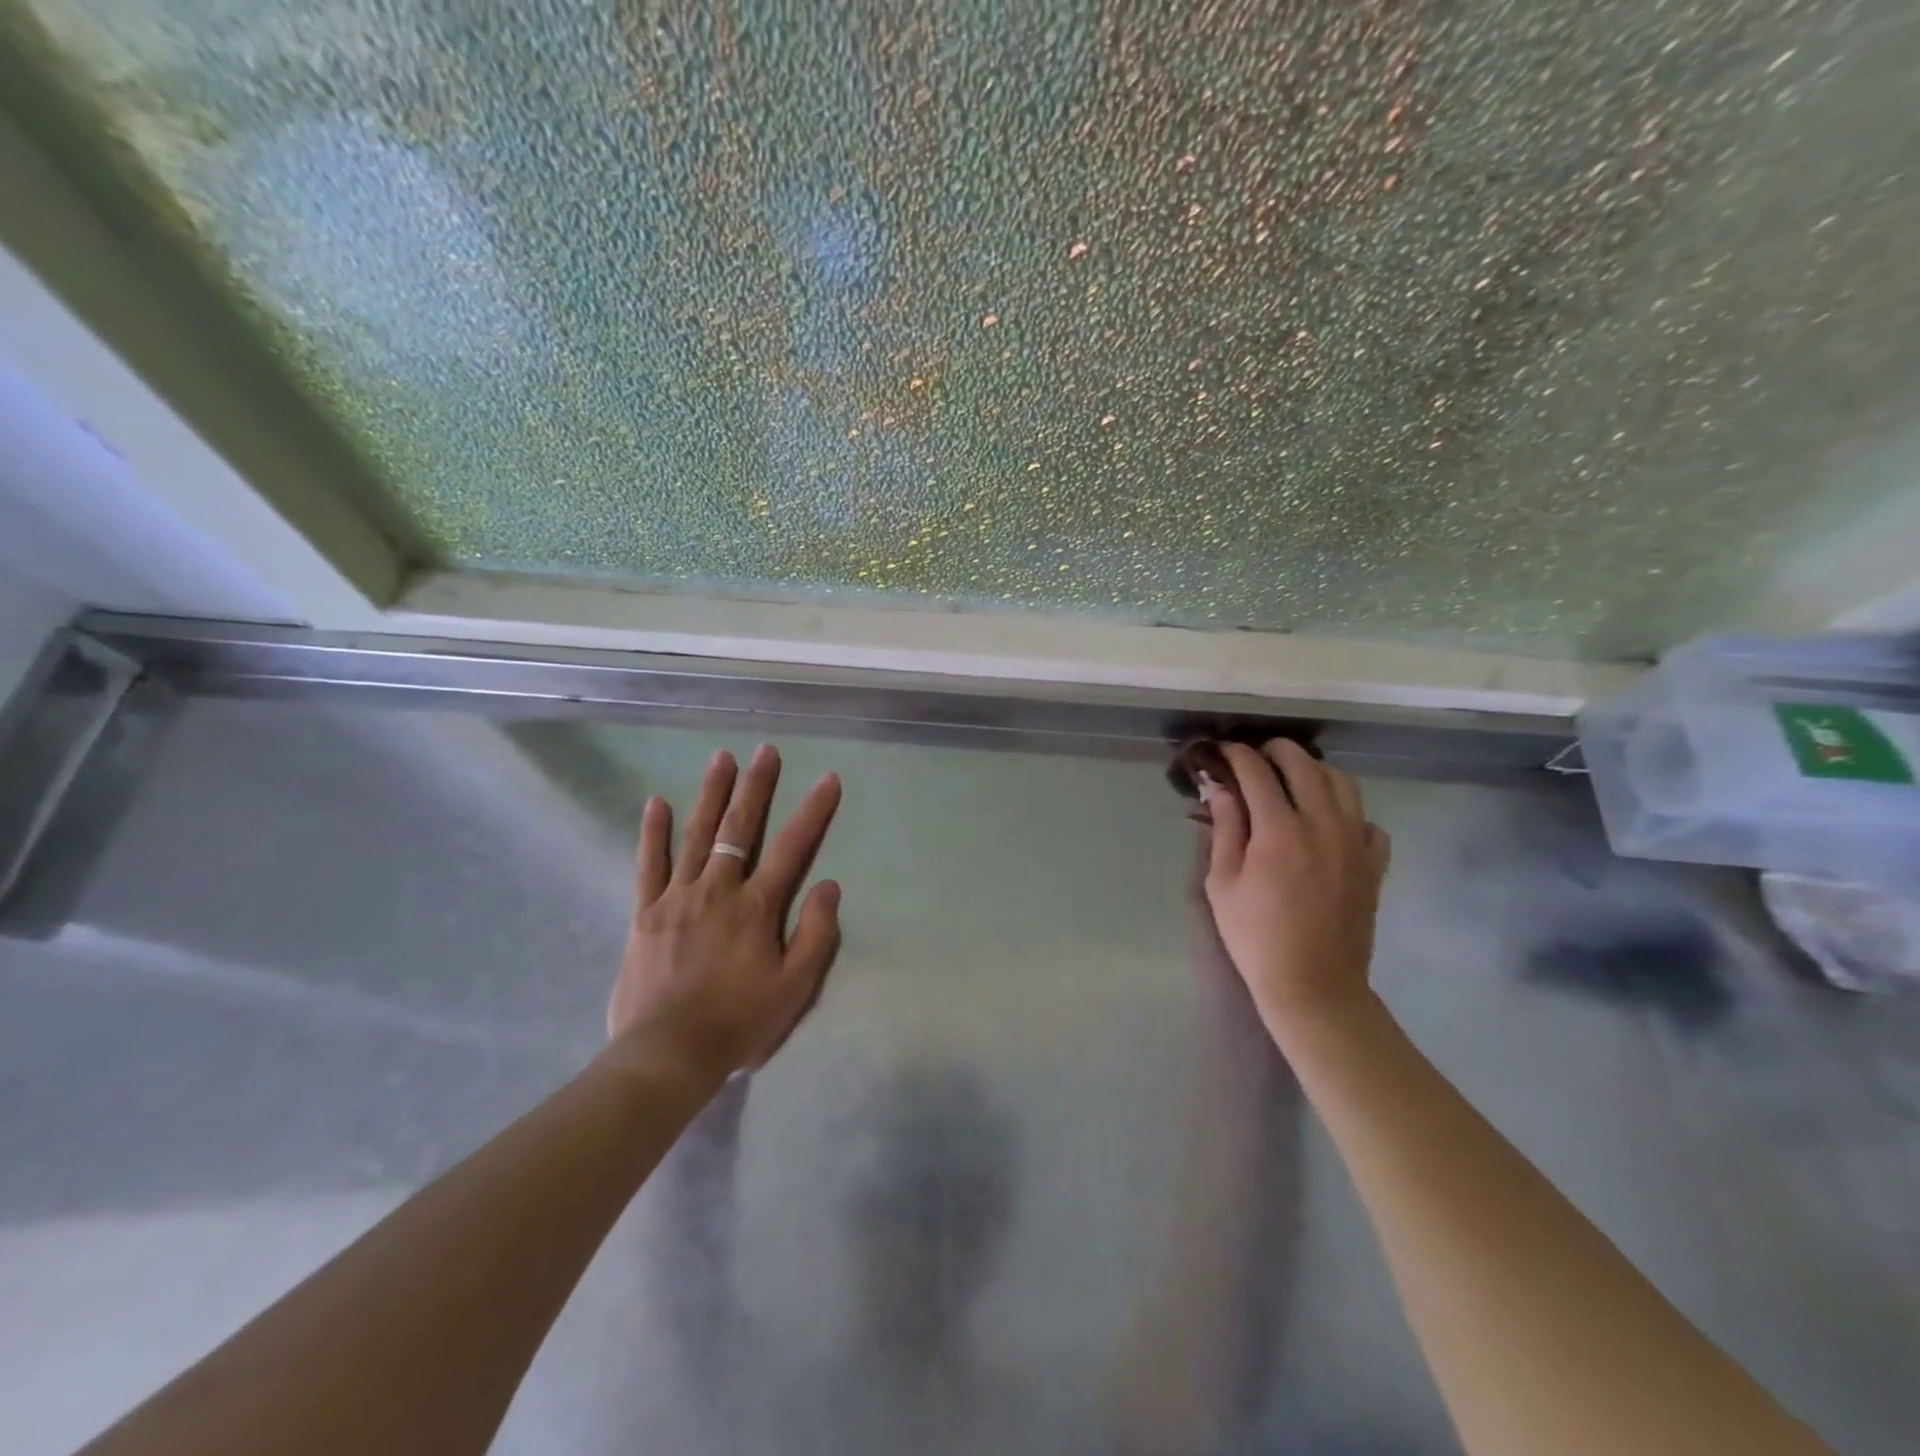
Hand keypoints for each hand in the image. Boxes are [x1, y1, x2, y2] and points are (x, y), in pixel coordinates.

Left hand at [607, 745, 842, 1081]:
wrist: (667, 1055)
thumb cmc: (738, 1023)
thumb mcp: (794, 988)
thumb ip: (815, 935)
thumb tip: (829, 886)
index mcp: (756, 908)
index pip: (792, 849)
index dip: (813, 812)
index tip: (828, 779)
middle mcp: (717, 891)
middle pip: (739, 829)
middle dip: (755, 787)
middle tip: (765, 751)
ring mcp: (677, 898)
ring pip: (696, 835)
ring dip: (711, 794)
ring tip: (721, 759)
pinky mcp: (646, 913)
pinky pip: (649, 864)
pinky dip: (654, 832)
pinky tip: (657, 803)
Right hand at [1199, 740, 1390, 1041]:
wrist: (1313, 984)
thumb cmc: (1255, 936)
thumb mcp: (1222, 882)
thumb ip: (1224, 828)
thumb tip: (1220, 788)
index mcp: (1280, 829)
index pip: (1257, 771)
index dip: (1236, 755)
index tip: (1222, 752)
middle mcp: (1323, 824)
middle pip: (1304, 764)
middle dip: (1276, 751)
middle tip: (1255, 757)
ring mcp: (1355, 842)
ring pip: (1342, 782)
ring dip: (1314, 771)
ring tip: (1293, 781)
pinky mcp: (1374, 863)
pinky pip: (1366, 820)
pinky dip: (1346, 811)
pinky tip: (1327, 824)